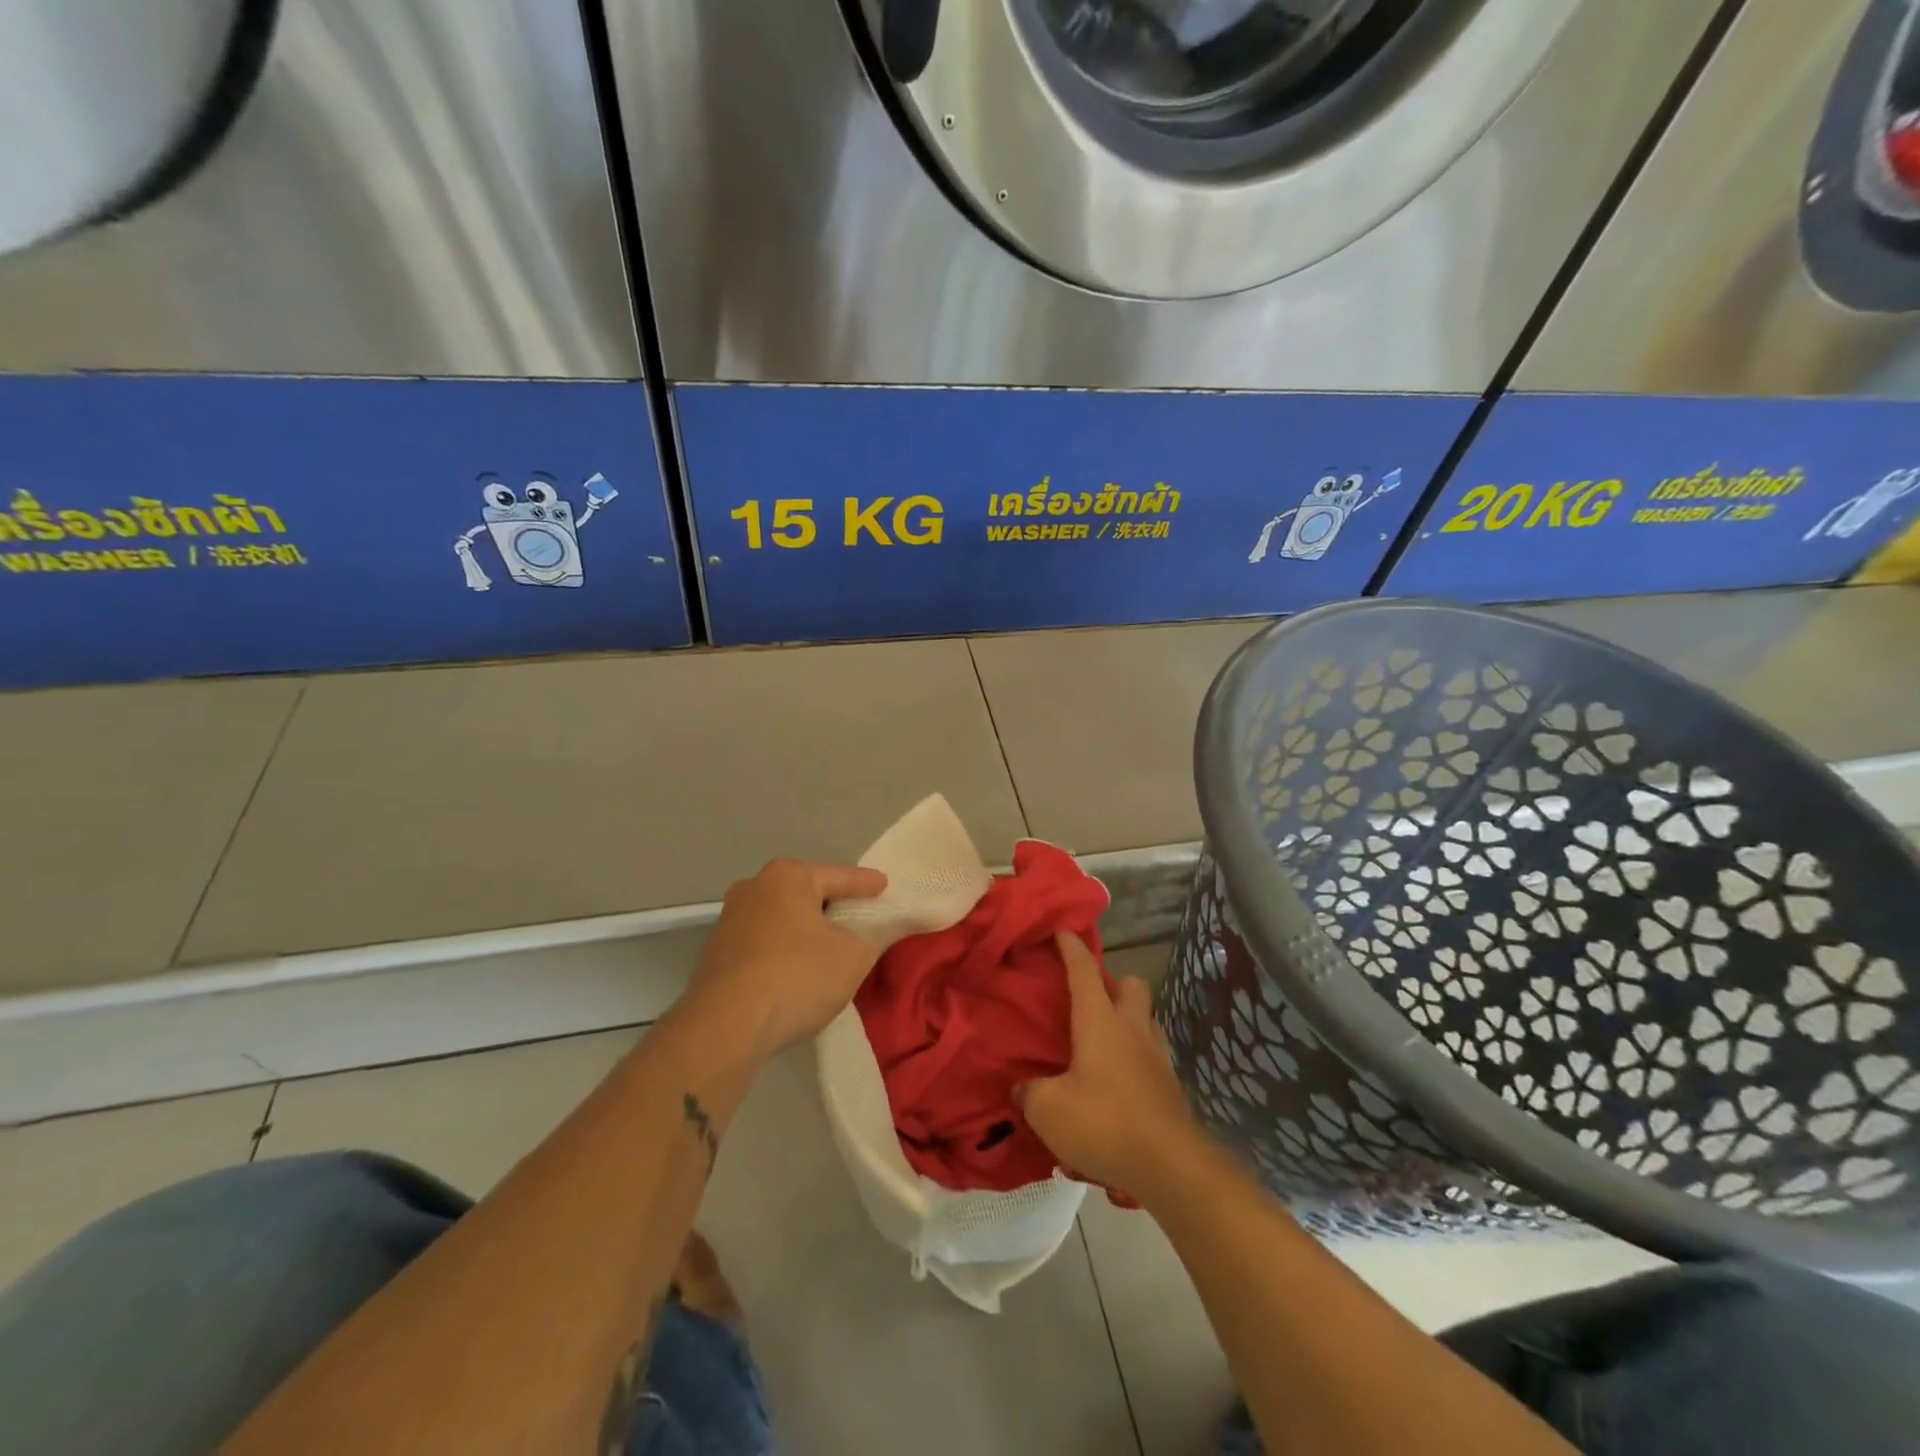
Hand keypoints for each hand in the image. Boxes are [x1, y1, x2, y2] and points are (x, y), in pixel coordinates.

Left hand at [682, 858, 887, 1063]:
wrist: (725, 1027)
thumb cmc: (798, 977)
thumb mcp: (855, 956)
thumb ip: (873, 937)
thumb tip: (872, 932)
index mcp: (789, 876)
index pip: (841, 876)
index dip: (867, 884)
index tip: (884, 886)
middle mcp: (754, 887)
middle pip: (806, 894)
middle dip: (832, 906)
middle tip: (858, 919)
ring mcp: (729, 921)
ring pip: (781, 920)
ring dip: (804, 932)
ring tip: (828, 950)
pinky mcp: (715, 954)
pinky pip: (763, 945)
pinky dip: (783, 953)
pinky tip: (795, 974)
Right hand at [1016, 932, 1199, 1200]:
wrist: (1170, 1166)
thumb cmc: (1103, 1123)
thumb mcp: (1047, 1110)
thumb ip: (1030, 1092)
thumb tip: (1023, 1087)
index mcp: (1100, 1021)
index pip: (1084, 970)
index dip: (1071, 947)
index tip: (1063, 929)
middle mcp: (1132, 1028)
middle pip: (1132, 985)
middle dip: (1113, 983)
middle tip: (1089, 1000)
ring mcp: (1158, 1056)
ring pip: (1146, 1019)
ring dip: (1129, 1020)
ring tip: (1104, 1042)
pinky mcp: (1172, 1087)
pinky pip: (1153, 1055)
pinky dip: (1137, 1057)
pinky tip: (1120, 1081)